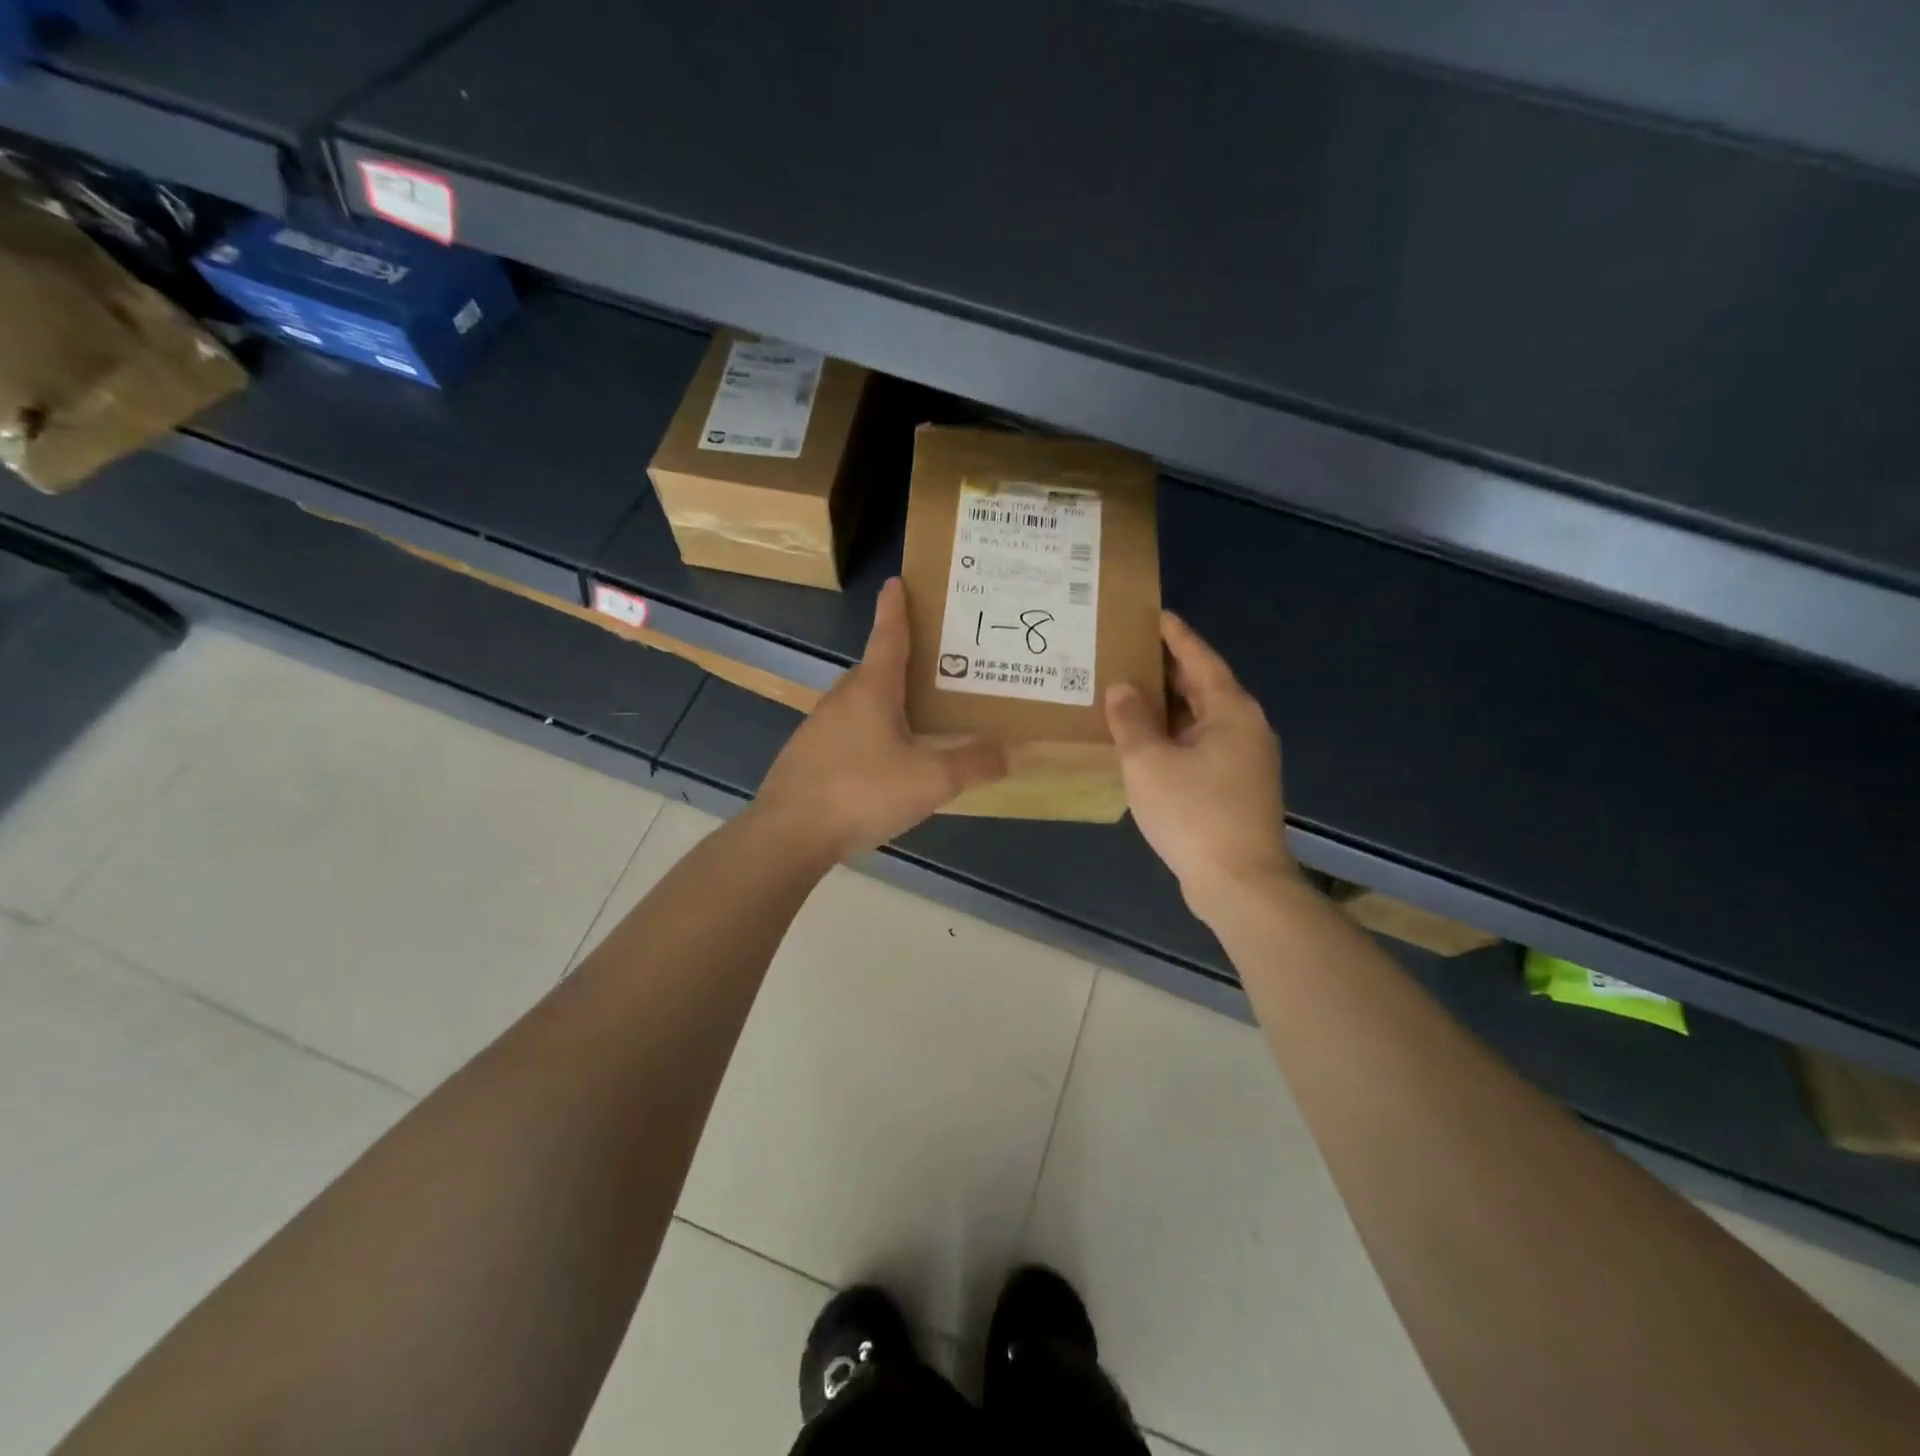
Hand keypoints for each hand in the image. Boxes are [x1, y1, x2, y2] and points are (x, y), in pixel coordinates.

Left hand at [754, 577, 1007, 862]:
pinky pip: (847, 731)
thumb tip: (1020, 749)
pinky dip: (869, 731)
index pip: (888, 635)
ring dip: (885, 700)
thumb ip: (975, 763)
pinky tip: (884, 759)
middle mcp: (842, 698)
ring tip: (917, 714)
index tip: (897, 581)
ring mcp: (818, 728)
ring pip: (859, 703)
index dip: (896, 608)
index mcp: (872, 689)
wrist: (788, 834)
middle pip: (875, 668)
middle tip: (934, 662)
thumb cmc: (862, 792)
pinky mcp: (807, 757)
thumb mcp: (930, 781)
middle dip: (901, 659)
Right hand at [1105, 611, 1293, 917]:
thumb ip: (1131, 720)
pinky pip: (1201, 744)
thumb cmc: (1193, 813)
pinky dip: (1174, 733)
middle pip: (1203, 686)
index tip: (1153, 613)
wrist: (1239, 883)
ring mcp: (1244, 759)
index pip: (1200, 658)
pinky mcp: (1236, 786)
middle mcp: (1245, 727)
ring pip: (1201, 717)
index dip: (1175, 635)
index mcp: (1230, 711)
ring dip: (1168, 704)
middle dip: (1167, 668)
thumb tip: (1122, 687)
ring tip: (1129, 689)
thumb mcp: (1149, 762)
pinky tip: (1145, 739)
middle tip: (1128, 650)